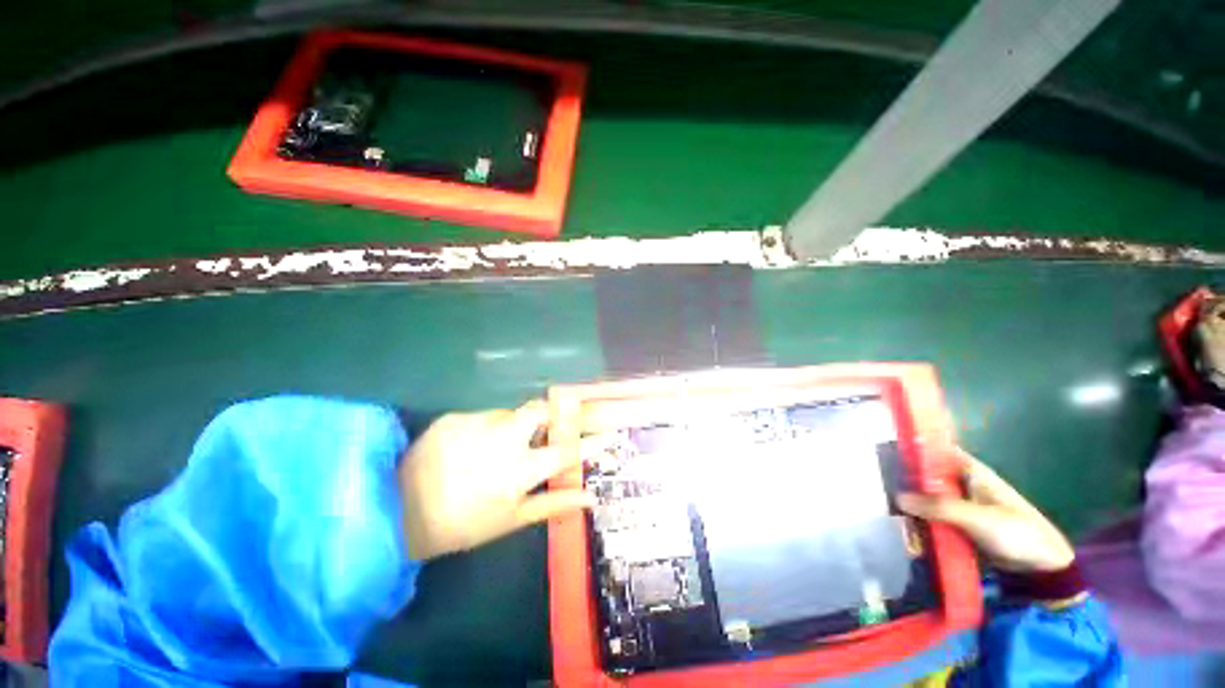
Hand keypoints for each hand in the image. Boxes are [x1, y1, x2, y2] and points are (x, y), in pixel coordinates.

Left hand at [398, 401, 593, 560]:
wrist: (396, 513)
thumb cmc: (462, 524)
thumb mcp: (512, 520)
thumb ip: (554, 504)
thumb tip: (591, 497)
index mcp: (521, 469)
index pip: (567, 450)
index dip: (590, 443)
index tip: (607, 435)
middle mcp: (505, 439)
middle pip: (541, 411)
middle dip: (551, 416)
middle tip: (545, 431)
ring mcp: (478, 423)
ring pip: (512, 413)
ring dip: (515, 425)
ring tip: (497, 448)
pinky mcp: (456, 417)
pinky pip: (484, 416)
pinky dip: (487, 428)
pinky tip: (470, 447)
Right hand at [897, 449, 1074, 572]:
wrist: (1041, 569)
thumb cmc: (1016, 532)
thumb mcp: (977, 518)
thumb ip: (938, 507)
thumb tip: (898, 497)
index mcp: (972, 472)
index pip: (938, 451)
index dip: (915, 448)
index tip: (887, 450)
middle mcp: (964, 485)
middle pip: (928, 476)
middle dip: (907, 482)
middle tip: (883, 487)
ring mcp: (963, 507)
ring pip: (929, 499)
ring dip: (913, 507)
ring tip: (894, 515)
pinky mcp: (961, 527)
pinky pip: (935, 519)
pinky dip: (923, 524)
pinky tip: (910, 532)